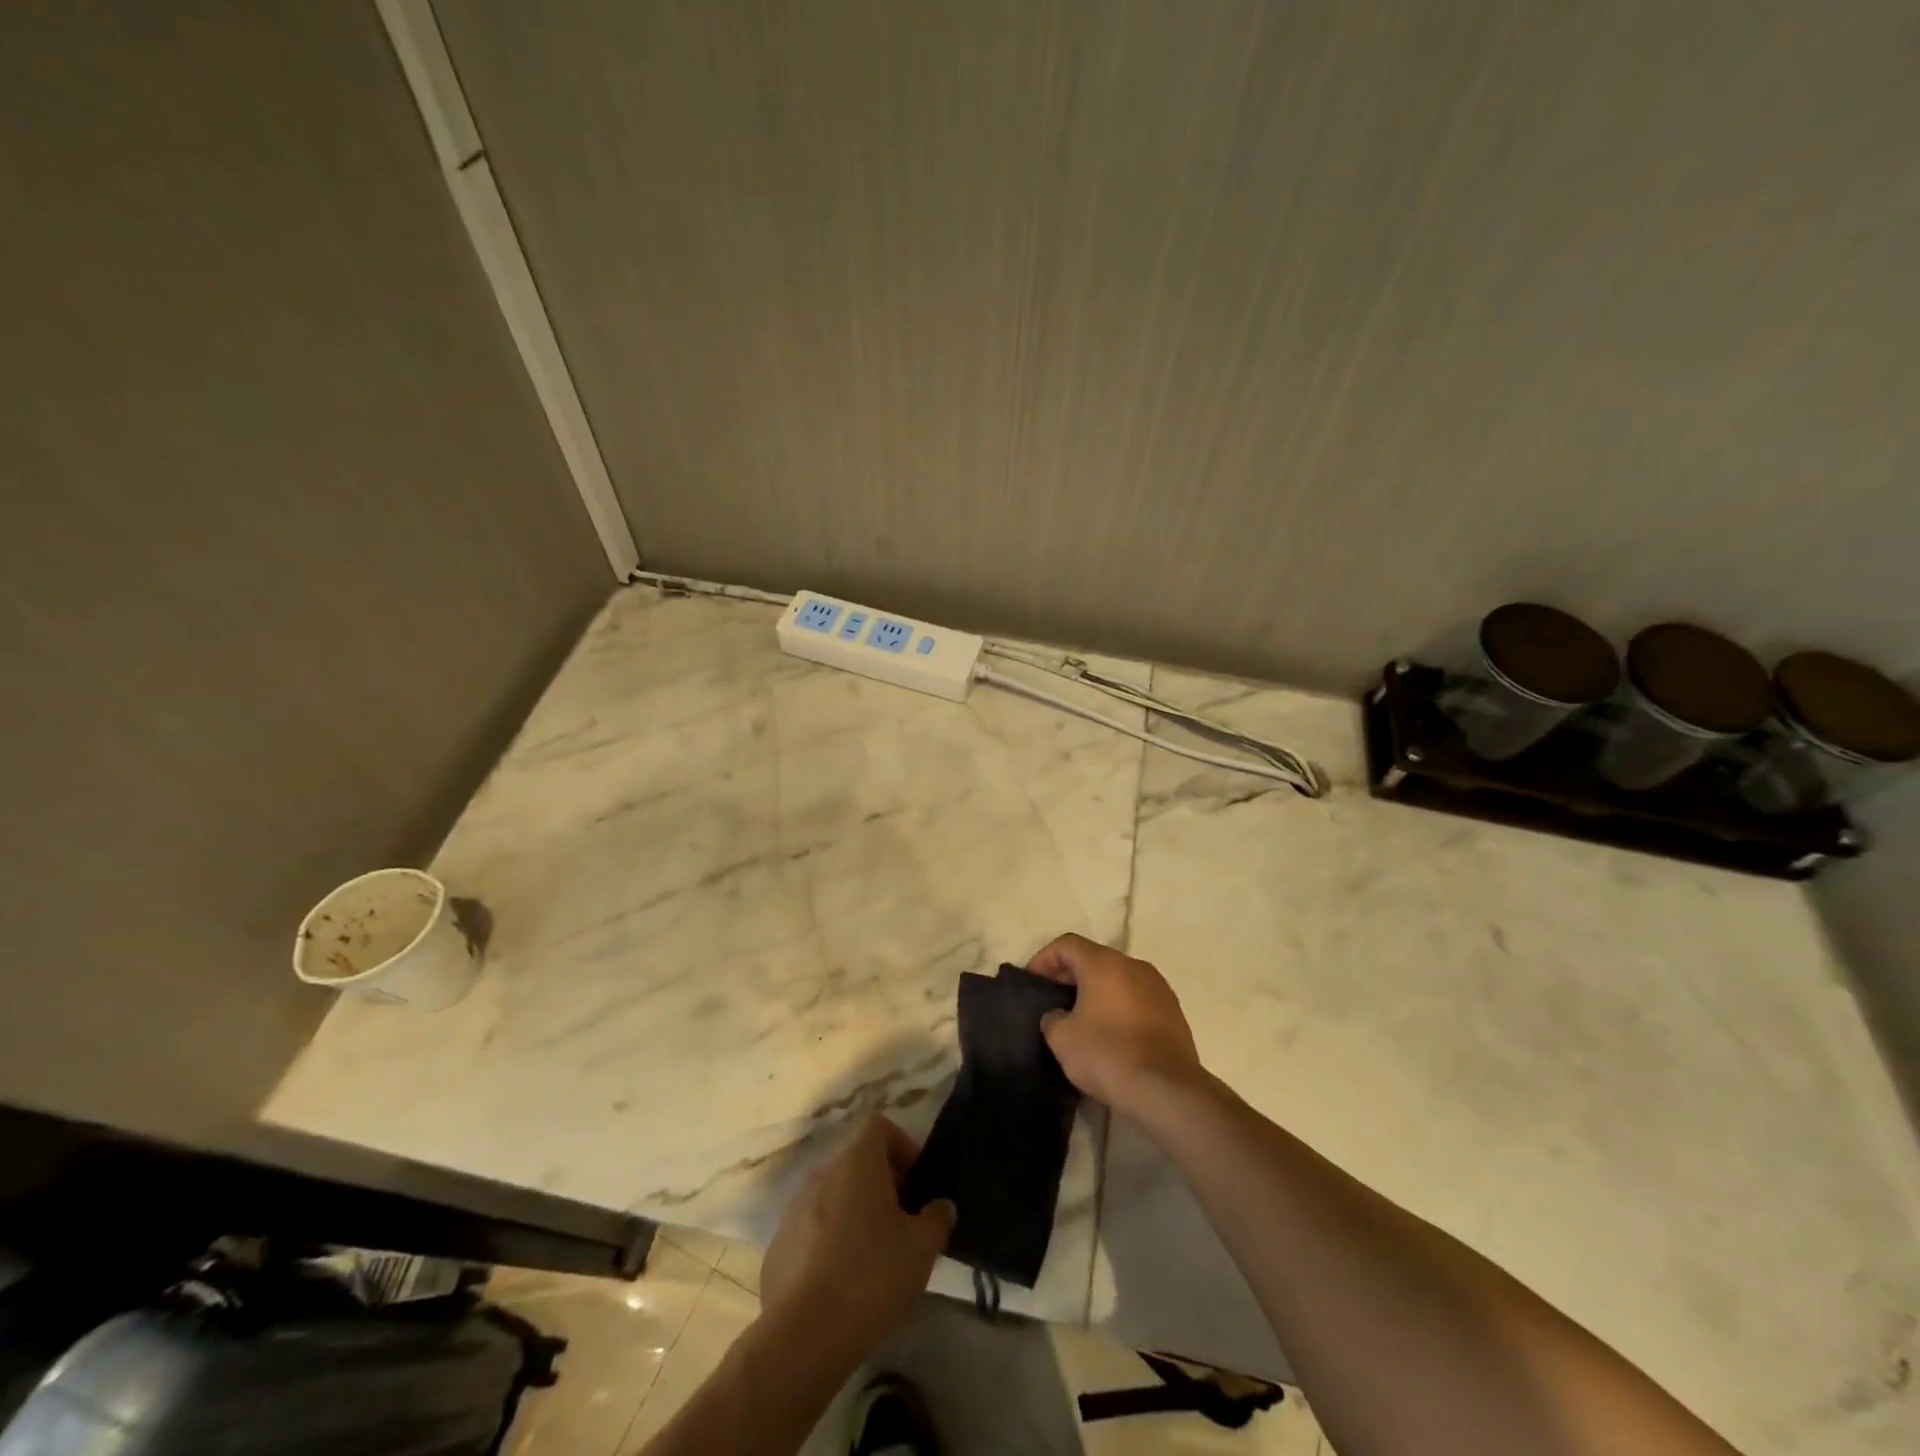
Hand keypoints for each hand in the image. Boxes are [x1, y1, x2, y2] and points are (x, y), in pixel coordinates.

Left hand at [759, 1115, 955, 1360]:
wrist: (801, 1337)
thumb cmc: (870, 1276)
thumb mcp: (920, 1249)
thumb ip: (937, 1219)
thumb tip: (941, 1206)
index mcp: (856, 1162)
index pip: (878, 1125)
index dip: (902, 1145)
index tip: (917, 1183)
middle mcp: (822, 1174)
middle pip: (857, 1162)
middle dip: (883, 1185)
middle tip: (904, 1224)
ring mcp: (794, 1209)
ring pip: (834, 1197)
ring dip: (856, 1214)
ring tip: (875, 1258)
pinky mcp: (778, 1246)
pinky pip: (813, 1230)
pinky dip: (830, 1243)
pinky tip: (843, 1284)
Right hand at [1028, 933, 1204, 1116]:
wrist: (1166, 1089)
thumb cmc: (1107, 1054)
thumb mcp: (1062, 1039)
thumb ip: (1052, 1018)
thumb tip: (1060, 1016)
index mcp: (1103, 963)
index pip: (1067, 944)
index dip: (1044, 959)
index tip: (1033, 982)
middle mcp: (1133, 965)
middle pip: (1094, 958)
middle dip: (1070, 974)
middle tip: (1053, 999)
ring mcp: (1158, 986)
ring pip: (1118, 977)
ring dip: (1097, 990)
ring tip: (1081, 1017)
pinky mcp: (1173, 1010)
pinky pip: (1137, 997)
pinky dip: (1119, 1005)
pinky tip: (1111, 1033)